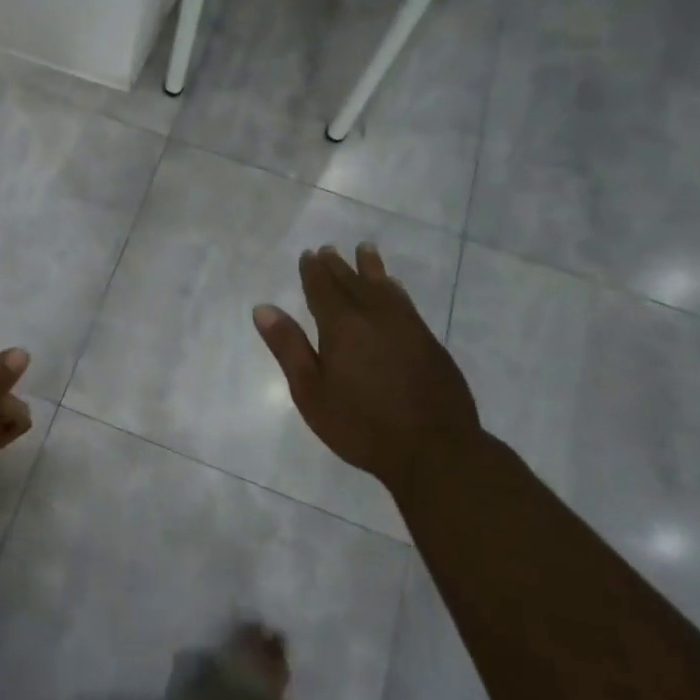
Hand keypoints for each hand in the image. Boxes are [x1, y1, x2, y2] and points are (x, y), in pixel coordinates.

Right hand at [253, 243, 479, 494]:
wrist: (435, 449)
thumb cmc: (362, 425)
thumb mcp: (311, 392)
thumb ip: (289, 347)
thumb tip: (263, 308)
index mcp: (342, 326)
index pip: (323, 288)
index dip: (313, 271)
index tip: (308, 255)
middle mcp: (375, 316)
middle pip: (353, 282)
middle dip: (338, 266)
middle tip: (329, 249)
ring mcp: (407, 327)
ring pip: (384, 288)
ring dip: (371, 268)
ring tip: (365, 250)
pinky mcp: (429, 342)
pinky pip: (406, 303)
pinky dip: (395, 289)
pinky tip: (395, 288)